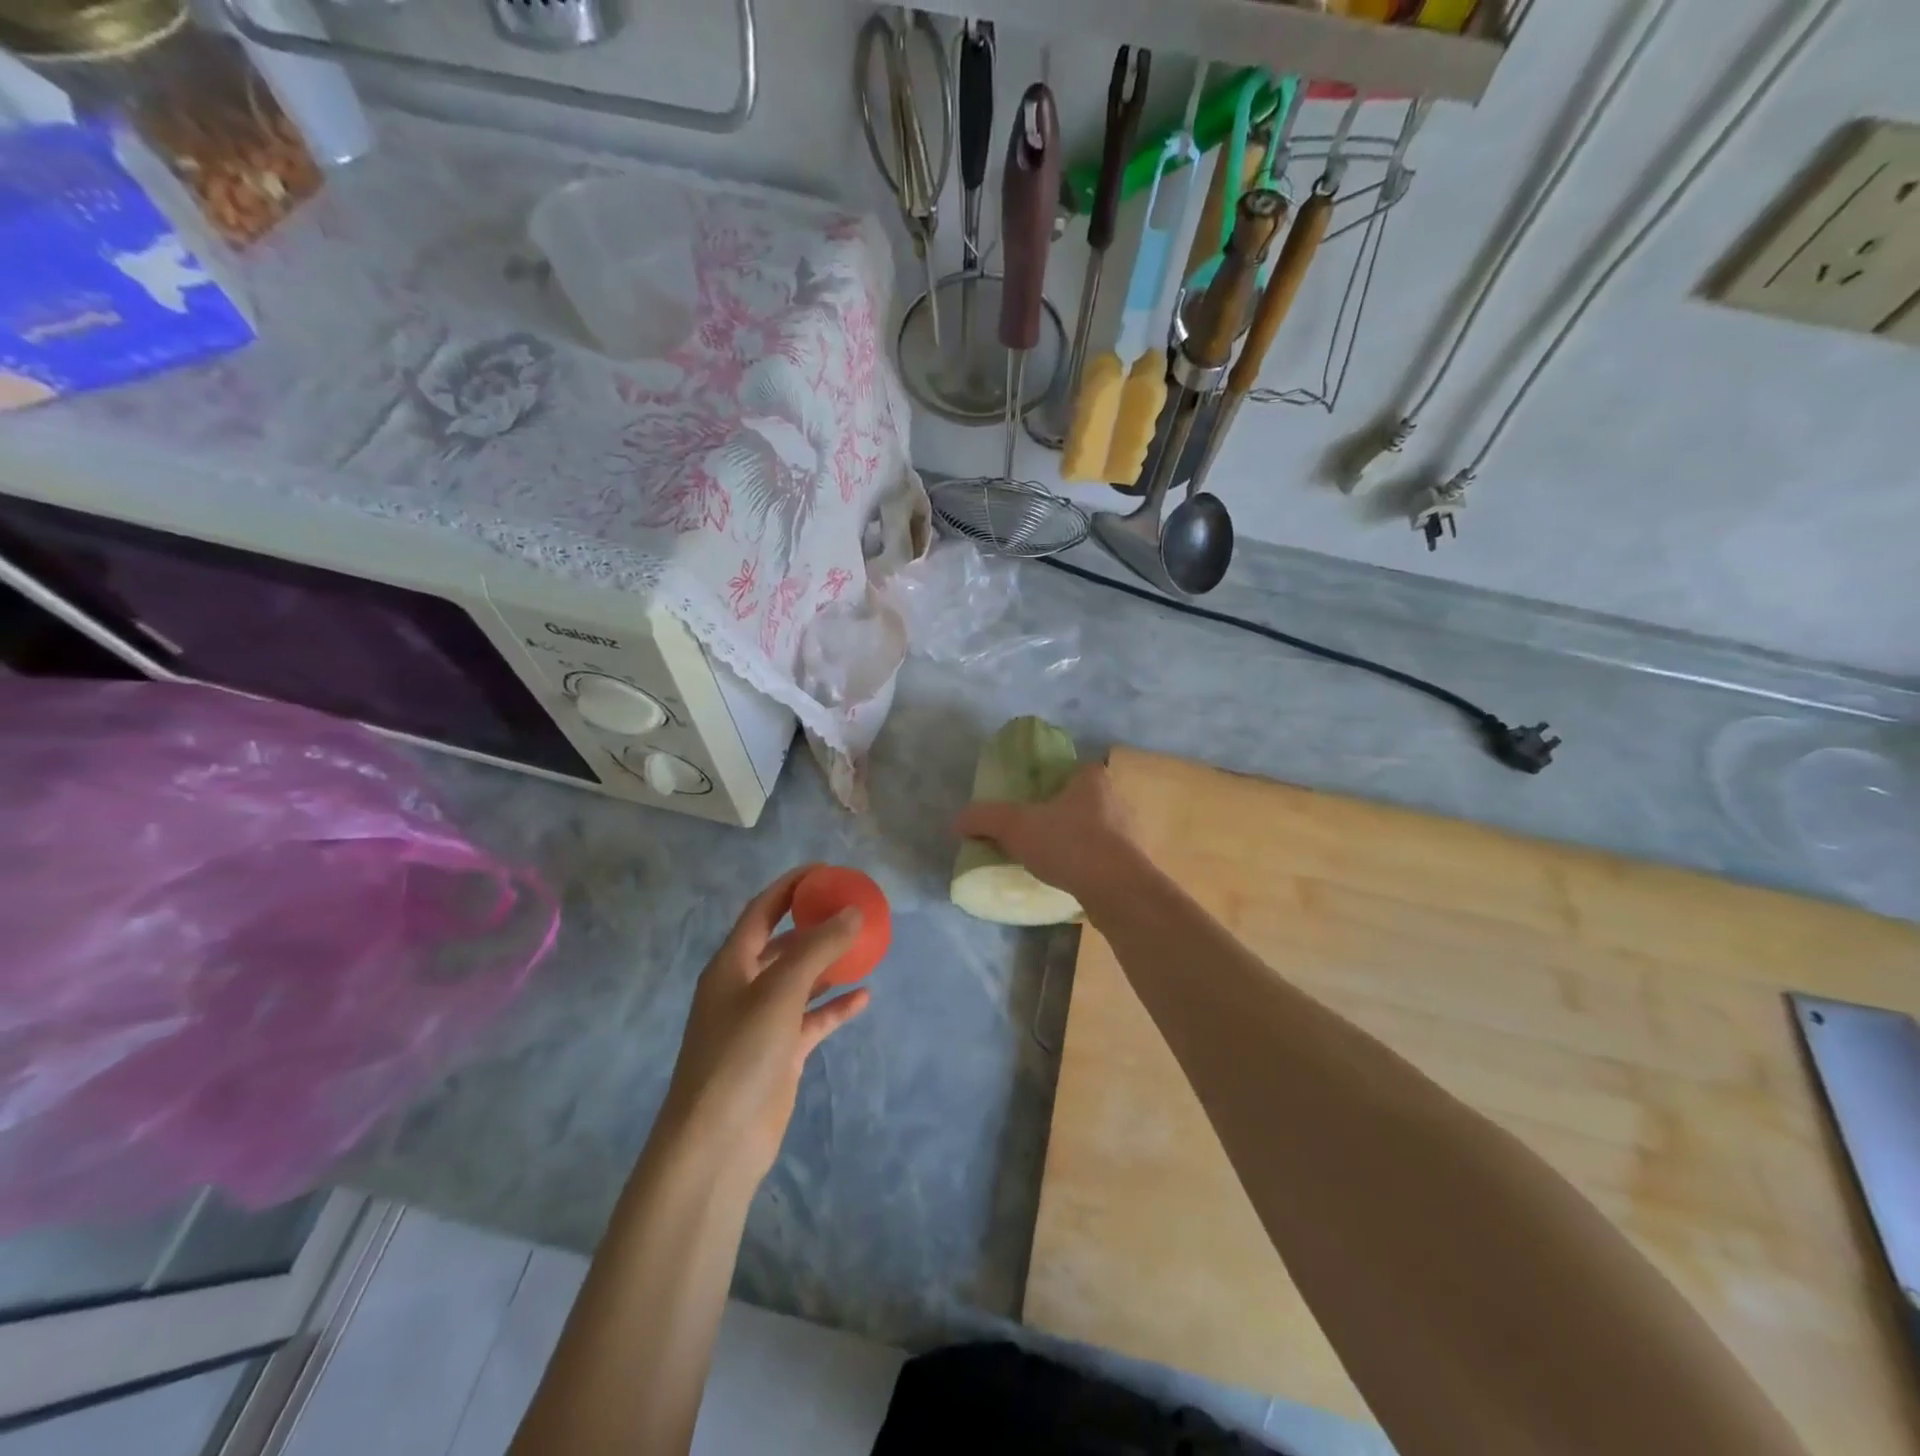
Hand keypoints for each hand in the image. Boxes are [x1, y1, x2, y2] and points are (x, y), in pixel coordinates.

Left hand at [657, 868, 870, 1191]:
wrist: (717, 1141)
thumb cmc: (740, 1053)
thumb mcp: (780, 991)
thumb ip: (818, 948)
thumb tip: (853, 912)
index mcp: (732, 964)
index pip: (762, 910)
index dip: (791, 886)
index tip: (826, 870)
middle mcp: (744, 987)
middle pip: (783, 943)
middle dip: (815, 923)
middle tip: (852, 907)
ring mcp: (762, 1022)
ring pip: (800, 981)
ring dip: (829, 964)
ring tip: (864, 945)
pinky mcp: (780, 1053)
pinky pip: (812, 1019)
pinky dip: (835, 1007)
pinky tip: (864, 997)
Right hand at [953, 763, 1144, 908]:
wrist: (1117, 891)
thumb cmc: (1068, 844)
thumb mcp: (1015, 826)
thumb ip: (984, 818)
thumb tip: (957, 821)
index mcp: (1093, 779)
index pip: (1072, 769)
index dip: (1052, 781)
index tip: (1032, 799)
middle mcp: (1117, 799)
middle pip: (1084, 800)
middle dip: (1062, 813)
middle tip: (1036, 829)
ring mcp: (1130, 833)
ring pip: (1096, 830)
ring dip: (1076, 841)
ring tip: (1050, 858)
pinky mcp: (1133, 865)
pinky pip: (1105, 858)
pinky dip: (1088, 865)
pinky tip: (1069, 879)